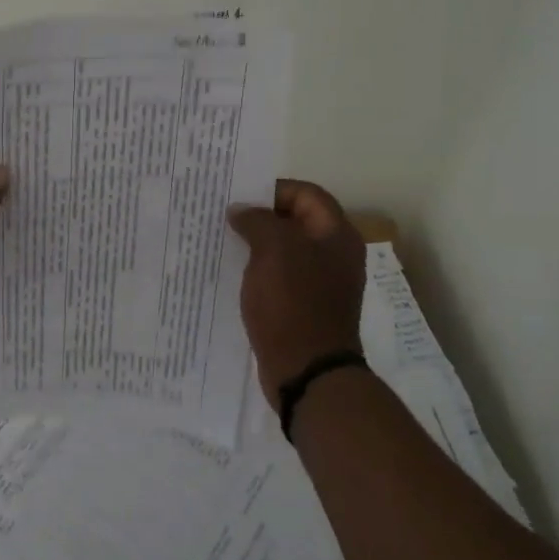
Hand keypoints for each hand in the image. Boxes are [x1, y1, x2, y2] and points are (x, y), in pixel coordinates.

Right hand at [227, 180, 366, 411]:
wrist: (306, 370)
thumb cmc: (293, 303)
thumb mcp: (274, 250)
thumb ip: (257, 221)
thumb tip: (241, 211)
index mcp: (336, 235)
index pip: (306, 194)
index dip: (272, 189)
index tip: (238, 196)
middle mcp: (334, 255)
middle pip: (295, 221)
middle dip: (260, 217)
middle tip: (223, 217)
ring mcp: (320, 283)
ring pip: (285, 251)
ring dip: (256, 244)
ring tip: (222, 243)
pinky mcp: (304, 307)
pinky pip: (279, 278)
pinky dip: (258, 271)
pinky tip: (232, 274)